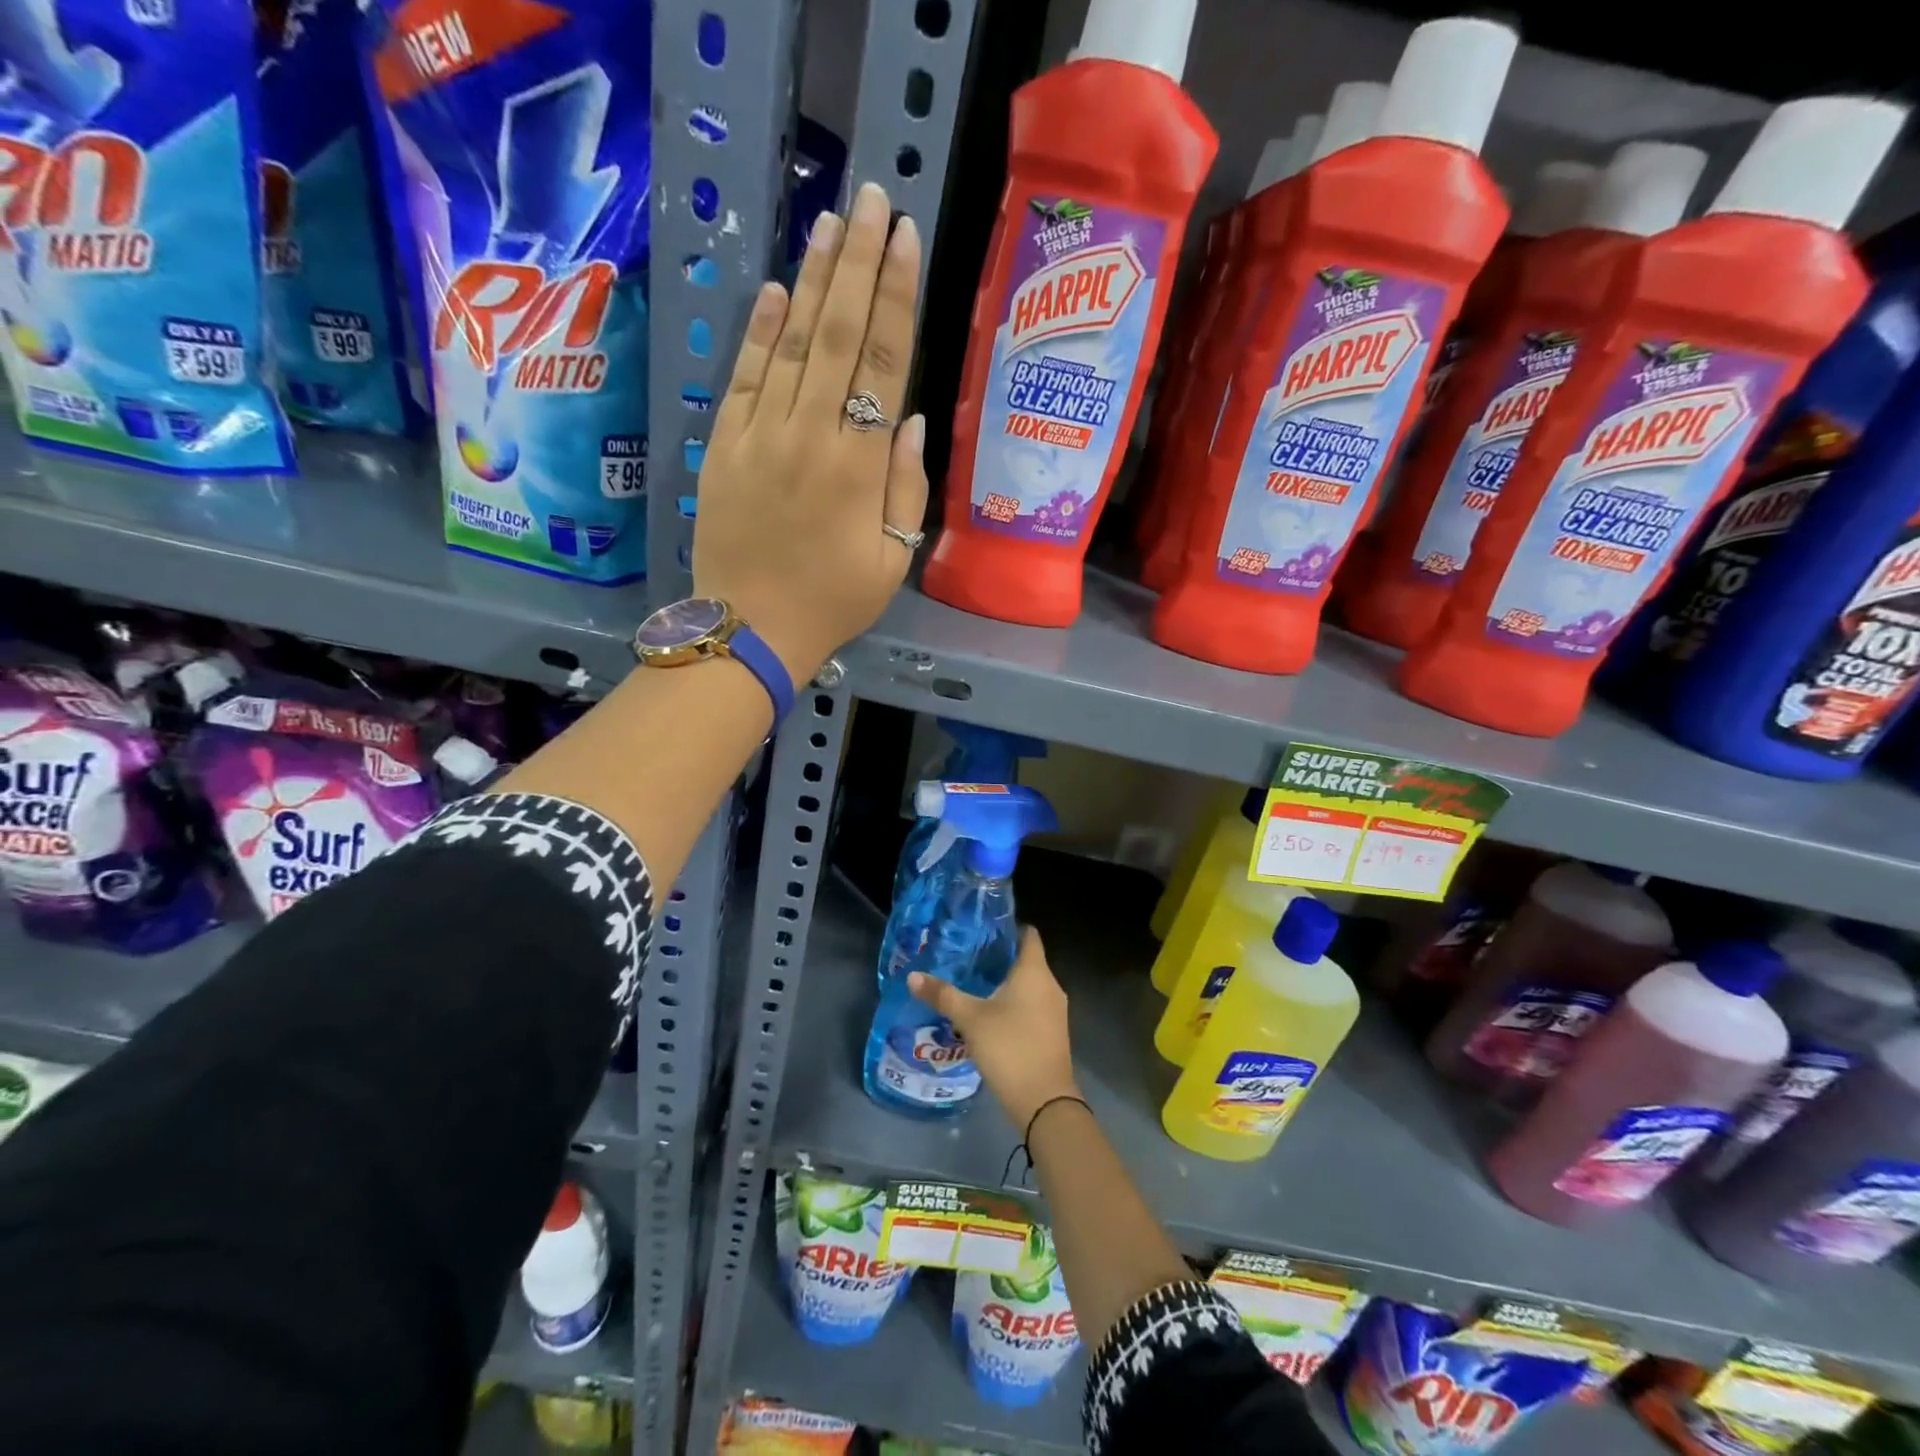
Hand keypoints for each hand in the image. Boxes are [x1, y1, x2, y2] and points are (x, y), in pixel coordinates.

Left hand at [693, 181, 928, 682]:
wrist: (750, 630)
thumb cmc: (833, 602)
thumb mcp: (893, 559)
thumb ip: (907, 488)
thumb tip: (913, 419)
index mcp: (859, 466)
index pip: (884, 362)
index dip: (896, 295)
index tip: (906, 237)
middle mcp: (810, 435)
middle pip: (838, 333)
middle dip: (859, 262)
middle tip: (873, 199)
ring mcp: (760, 434)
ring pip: (791, 342)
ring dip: (813, 279)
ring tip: (832, 221)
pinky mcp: (723, 444)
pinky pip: (744, 375)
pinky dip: (760, 329)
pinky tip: (775, 289)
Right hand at [910, 927, 1079, 1132]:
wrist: (1044, 1101)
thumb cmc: (1009, 1047)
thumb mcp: (971, 1019)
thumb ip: (943, 995)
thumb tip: (913, 976)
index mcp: (1034, 971)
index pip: (1028, 935)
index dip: (1009, 928)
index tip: (984, 930)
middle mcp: (1050, 985)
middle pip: (1028, 960)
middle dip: (1000, 958)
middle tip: (969, 957)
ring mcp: (1055, 1010)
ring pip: (1030, 986)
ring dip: (1007, 984)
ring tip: (974, 985)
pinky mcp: (1053, 1032)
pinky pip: (1033, 1007)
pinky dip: (1015, 1005)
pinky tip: (990, 1015)